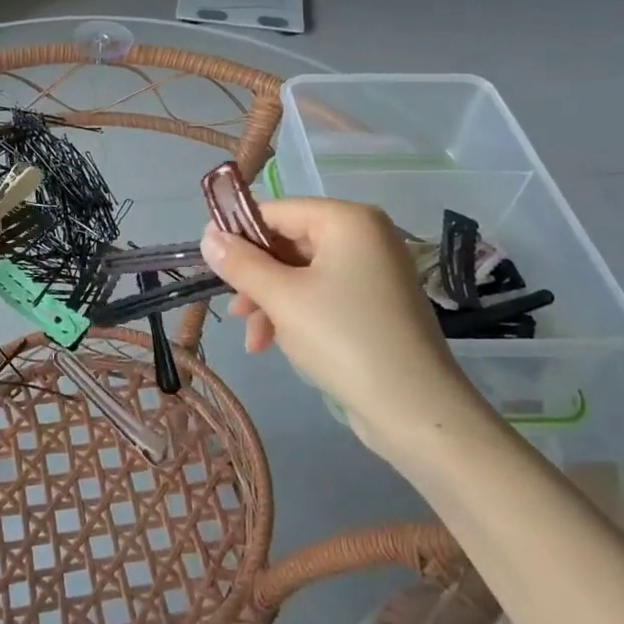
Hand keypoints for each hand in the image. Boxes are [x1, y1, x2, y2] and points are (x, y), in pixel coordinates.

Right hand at [199, 199, 490, 454]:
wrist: (416, 412)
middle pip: (289, 243)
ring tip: (255, 341)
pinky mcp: (376, 304)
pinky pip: (323, 295)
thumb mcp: (281, 298)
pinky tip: (278, 346)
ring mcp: (374, 271)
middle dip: (257, 279)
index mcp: (347, 220)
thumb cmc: (343, 339)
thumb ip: (240, 263)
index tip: (211, 264)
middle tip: (235, 310)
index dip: (240, 235)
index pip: (277, 211)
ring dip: (271, 303)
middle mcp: (365, 236)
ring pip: (302, 274)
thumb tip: (207, 236)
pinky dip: (296, 315)